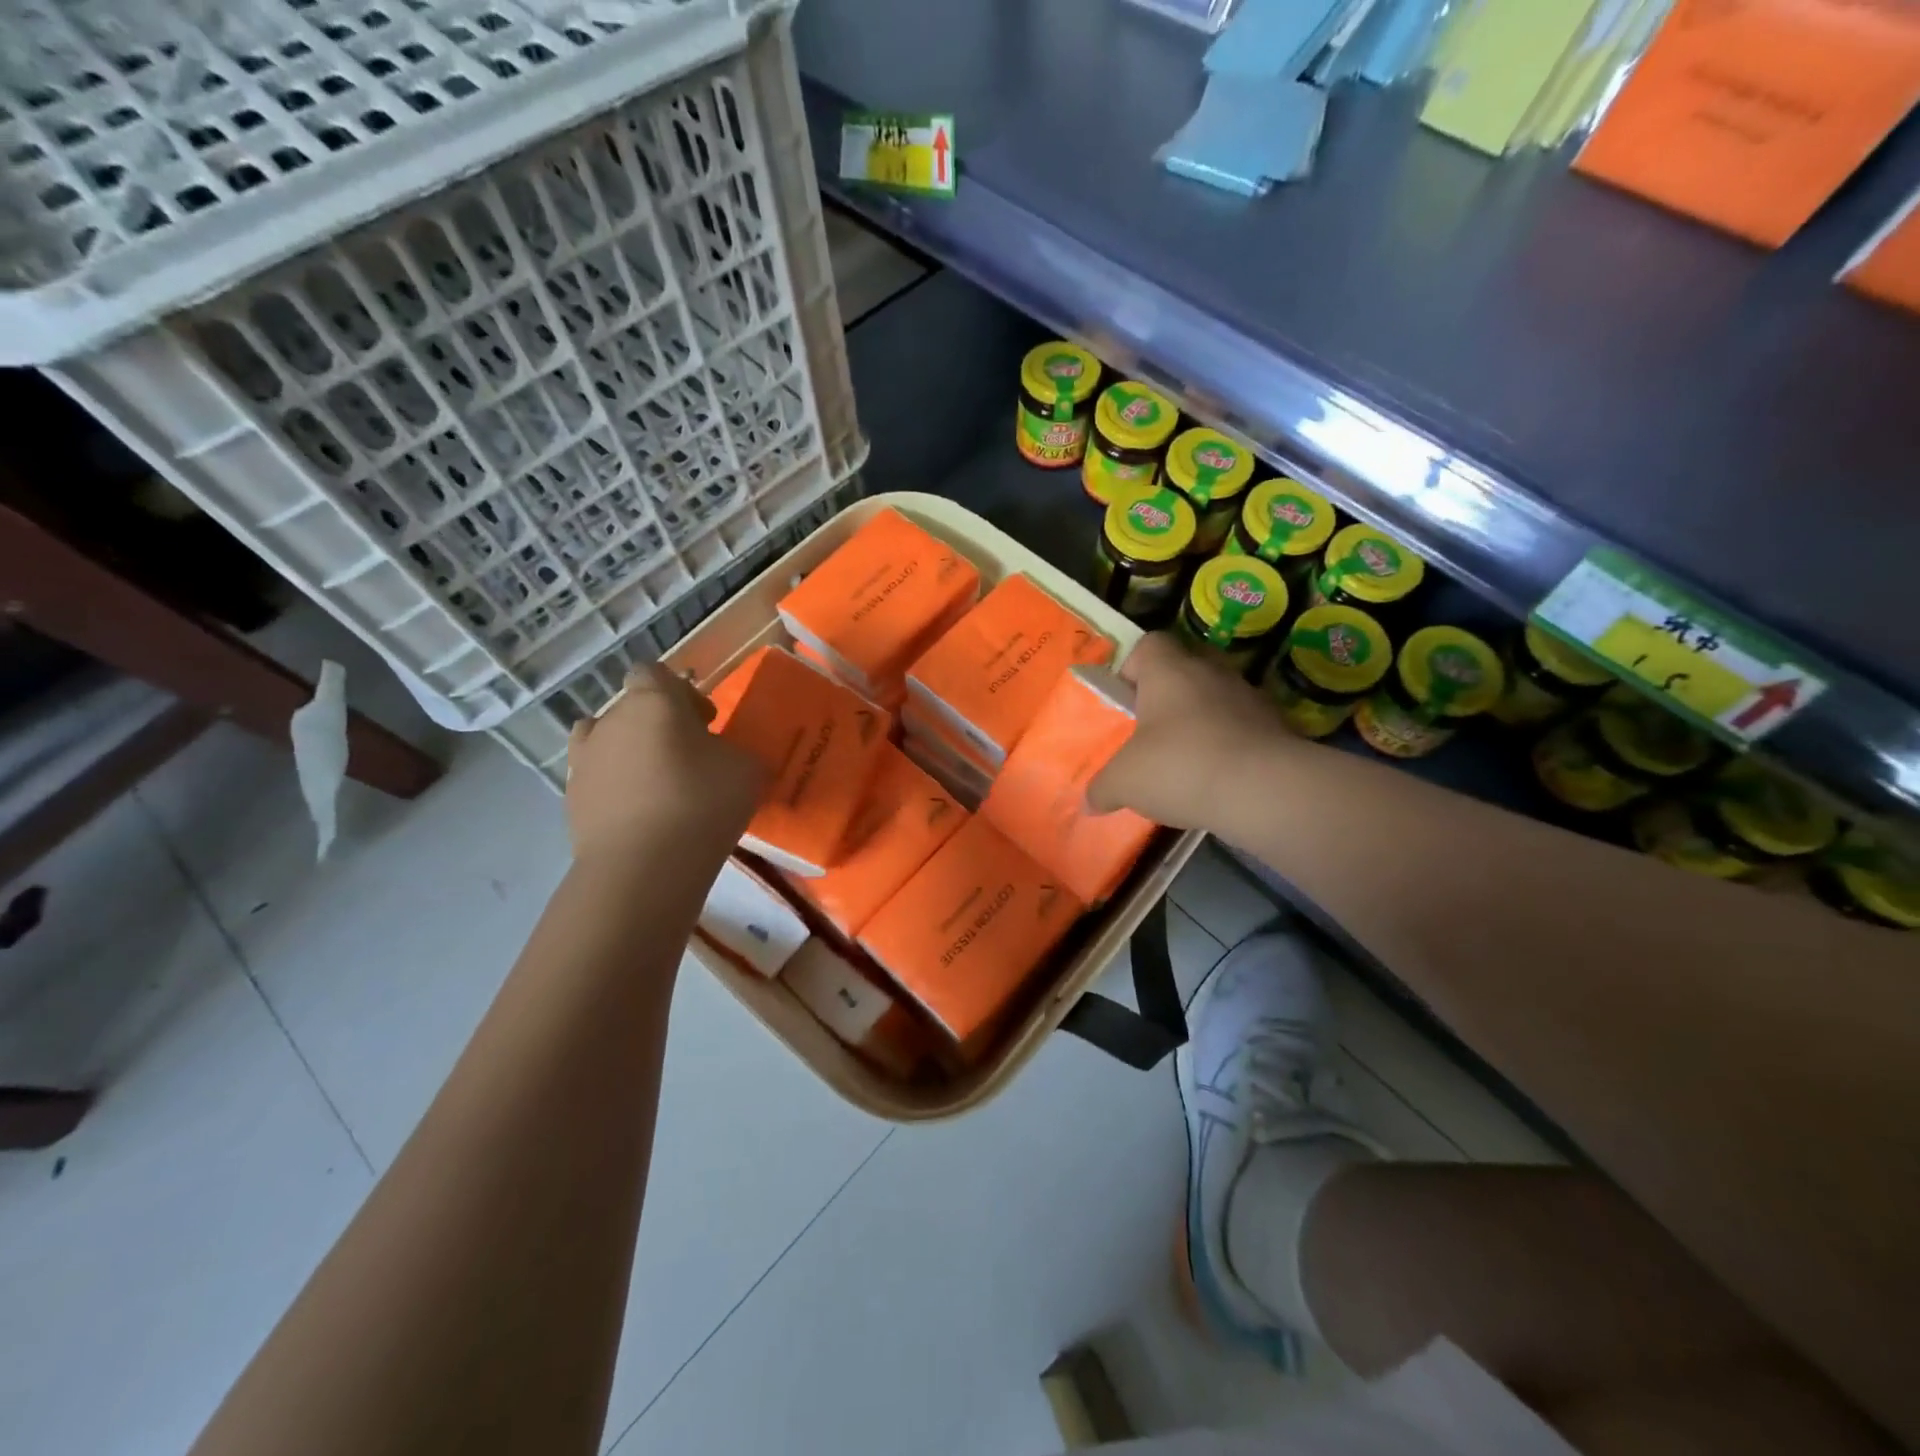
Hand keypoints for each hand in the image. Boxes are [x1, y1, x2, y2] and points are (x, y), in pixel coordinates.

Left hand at [565, 663, 765, 865]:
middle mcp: (609, 721)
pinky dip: (615, 788)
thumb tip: (720, 754)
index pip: (653, 672)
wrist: (644, 867)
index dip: (679, 691)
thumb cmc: (702, 802)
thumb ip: (732, 749)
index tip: (704, 721)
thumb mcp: (746, 768)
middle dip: (658, 725)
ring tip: (657, 784)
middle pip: (631, 708)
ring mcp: (584, 761)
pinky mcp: (572, 800)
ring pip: (607, 742)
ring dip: (630, 753)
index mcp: (652, 701)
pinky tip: (640, 814)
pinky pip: (598, 780)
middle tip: (689, 756)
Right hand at [1088, 632, 1289, 831]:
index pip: (1149, 644)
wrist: (1263, 790)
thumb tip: (1089, 802)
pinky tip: (1219, 776)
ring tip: (1189, 758)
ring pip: (1218, 696)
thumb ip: (1103, 788)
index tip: (1126, 700)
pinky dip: (1232, 743)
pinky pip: (1245, 726)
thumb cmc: (1180, 767)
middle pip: (1186, 667)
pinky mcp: (1278, 726)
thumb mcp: (1125, 782)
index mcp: (1169, 671)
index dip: (1133, 667)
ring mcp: (1250, 696)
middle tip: (1154, 729)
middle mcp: (1211, 672)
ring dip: (1204, 719)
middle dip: (1169, 694)